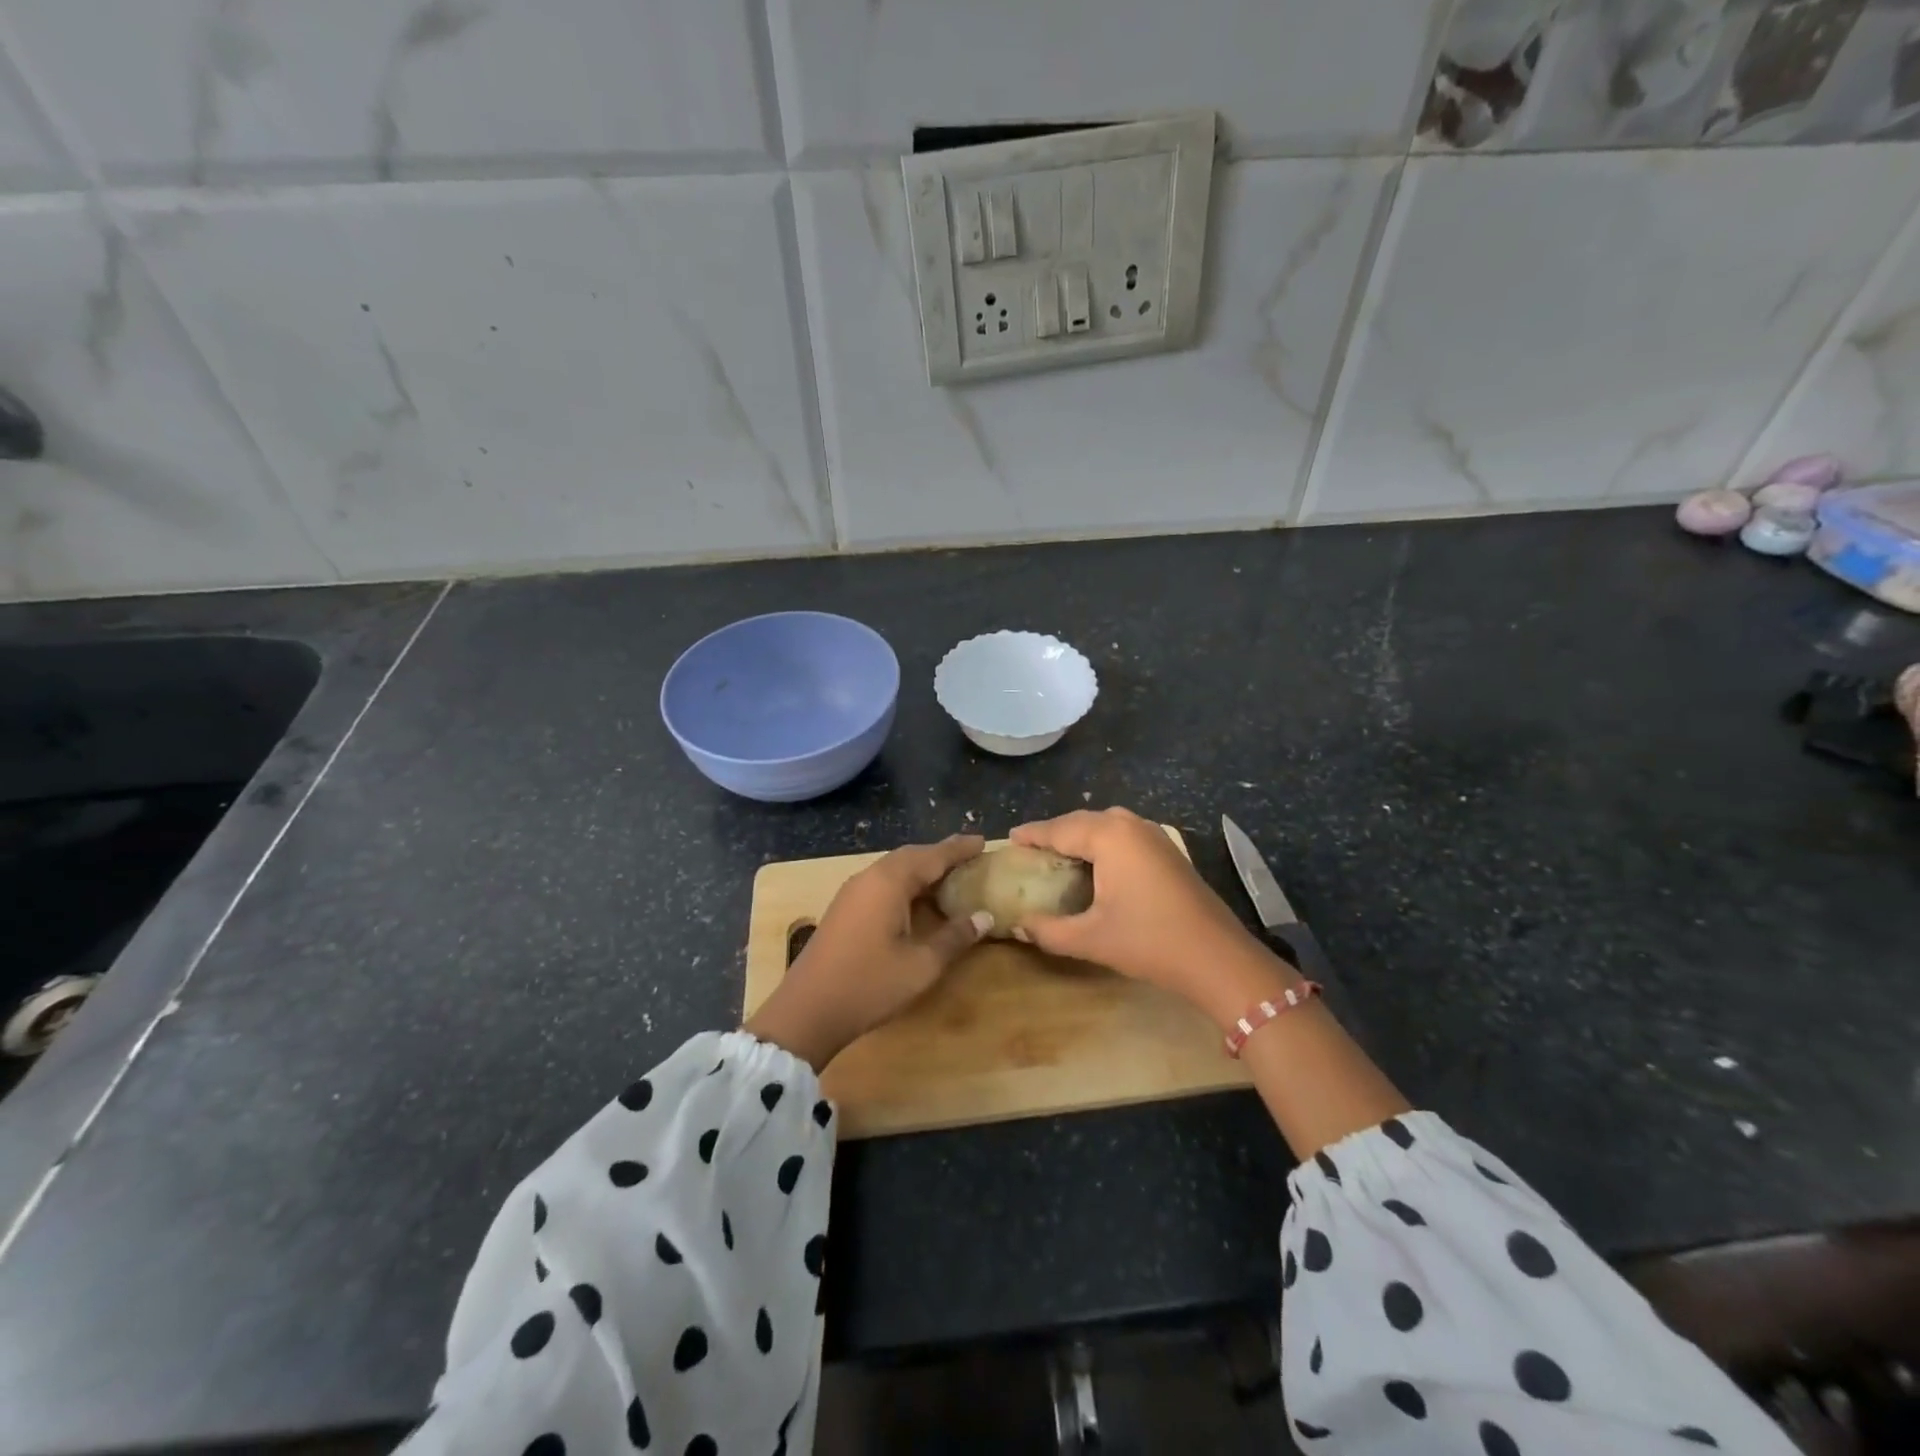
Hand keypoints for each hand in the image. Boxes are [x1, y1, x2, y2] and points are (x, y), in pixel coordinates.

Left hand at [745, 834, 990, 1071]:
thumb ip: (954, 937)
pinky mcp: (844, 908)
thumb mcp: (921, 965)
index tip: (983, 840)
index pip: (932, 856)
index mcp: (889, 882)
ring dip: (922, 868)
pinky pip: (882, 881)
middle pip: (911, 856)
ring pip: (893, 868)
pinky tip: (917, 899)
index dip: (959, 848)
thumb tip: (984, 916)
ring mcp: (852, 892)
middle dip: (940, 854)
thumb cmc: (869, 985)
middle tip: (969, 855)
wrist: (807, 1010)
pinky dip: (905, 882)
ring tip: (948, 875)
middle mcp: (869, 877)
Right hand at [1010, 808, 1295, 1026]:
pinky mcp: (1169, 851)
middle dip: (1055, 833)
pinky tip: (1096, 865)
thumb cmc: (1150, 942)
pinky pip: (1124, 835)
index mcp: (1109, 836)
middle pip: (1082, 821)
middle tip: (1030, 850)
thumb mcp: (1090, 939)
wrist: (1218, 958)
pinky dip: (1103, 843)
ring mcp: (1154, 836)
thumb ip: (1048, 930)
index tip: (1009, 839)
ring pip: (1106, 826)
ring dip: (1081, 836)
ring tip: (1058, 855)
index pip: (1059, 829)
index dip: (1033, 835)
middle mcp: (1131, 826)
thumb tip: (1019, 924)